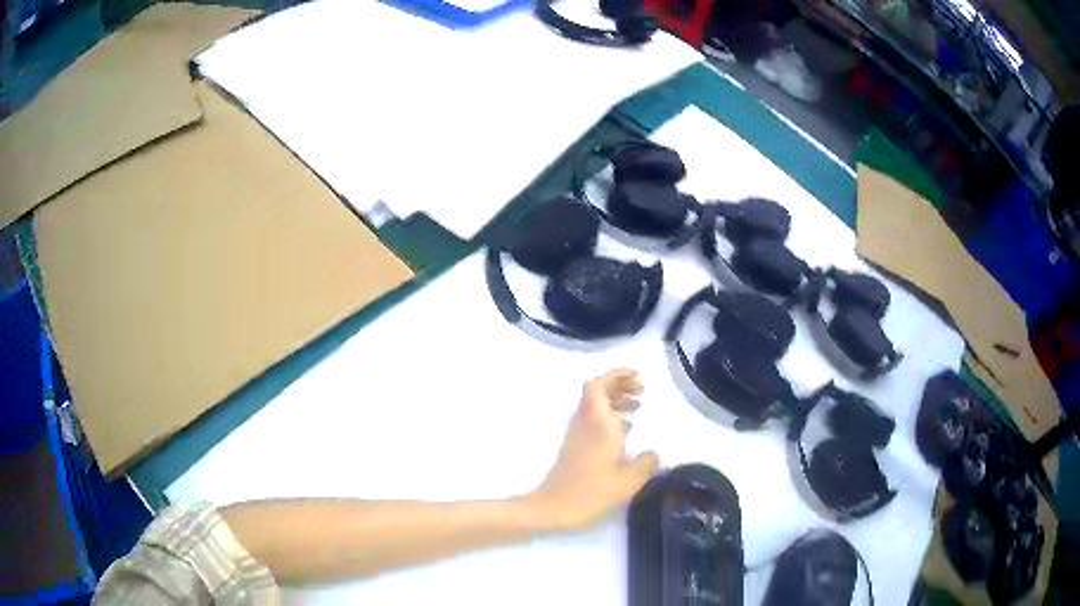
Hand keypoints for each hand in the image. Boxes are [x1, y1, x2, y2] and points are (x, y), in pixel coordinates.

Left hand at [527, 369, 659, 530]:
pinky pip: (593, 420)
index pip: (599, 385)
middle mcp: (585, 423)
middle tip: (641, 392)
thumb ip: (646, 463)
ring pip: (595, 405)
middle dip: (619, 385)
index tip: (637, 376)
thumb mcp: (628, 481)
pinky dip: (610, 417)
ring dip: (615, 401)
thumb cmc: (591, 493)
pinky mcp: (575, 446)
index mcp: (598, 423)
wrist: (553, 507)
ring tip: (638, 408)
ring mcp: (577, 434)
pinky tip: (625, 432)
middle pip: (597, 391)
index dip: (617, 375)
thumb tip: (653, 453)